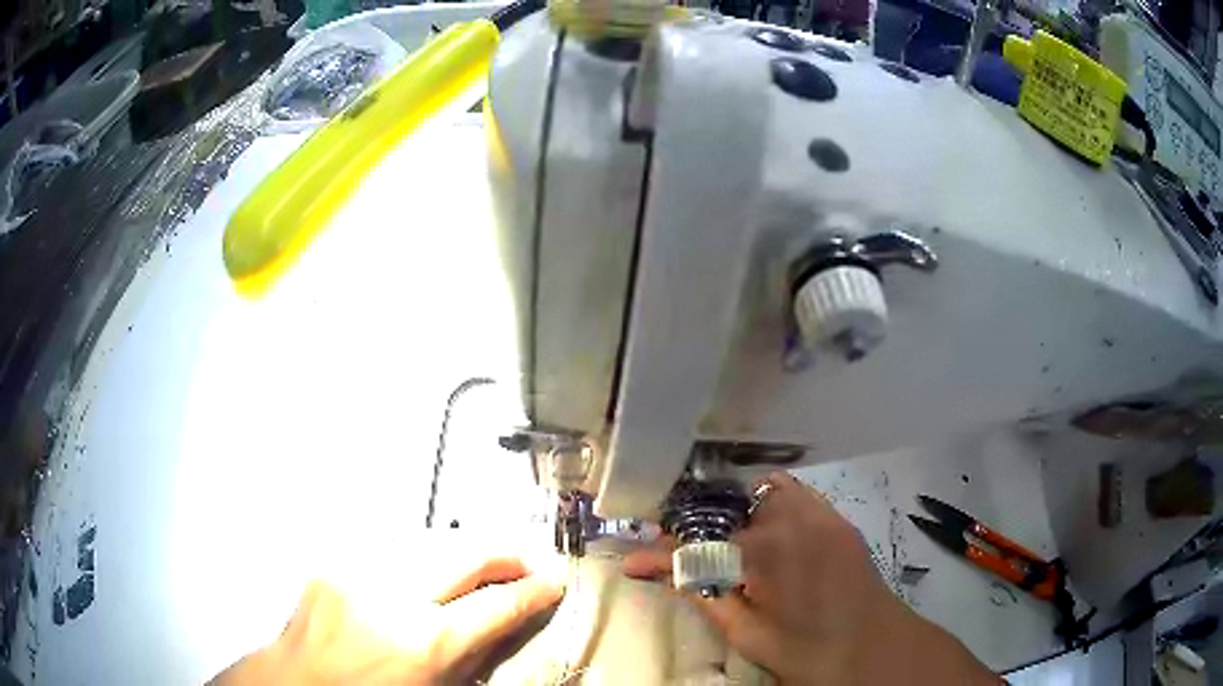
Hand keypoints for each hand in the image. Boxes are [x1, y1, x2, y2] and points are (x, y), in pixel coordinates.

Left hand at [210, 555, 563, 684]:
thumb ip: (472, 657)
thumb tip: (501, 625)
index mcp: (426, 643)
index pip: (498, 605)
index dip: (533, 592)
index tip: (554, 582)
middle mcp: (393, 597)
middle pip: (466, 553)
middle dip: (506, 553)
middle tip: (527, 561)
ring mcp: (358, 573)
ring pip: (429, 540)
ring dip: (462, 550)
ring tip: (483, 561)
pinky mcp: (334, 565)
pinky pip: (391, 549)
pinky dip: (420, 555)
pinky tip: (427, 566)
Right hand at [623, 472, 999, 684]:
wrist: (875, 647)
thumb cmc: (809, 651)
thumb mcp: (749, 634)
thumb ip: (707, 597)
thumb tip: (668, 575)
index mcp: (766, 555)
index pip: (696, 547)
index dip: (658, 555)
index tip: (631, 561)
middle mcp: (792, 519)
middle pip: (727, 507)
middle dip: (699, 526)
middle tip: (687, 553)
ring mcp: (819, 513)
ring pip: (761, 492)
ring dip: (738, 514)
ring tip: (733, 547)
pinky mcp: (836, 517)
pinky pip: (794, 495)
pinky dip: (772, 508)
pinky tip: (773, 540)